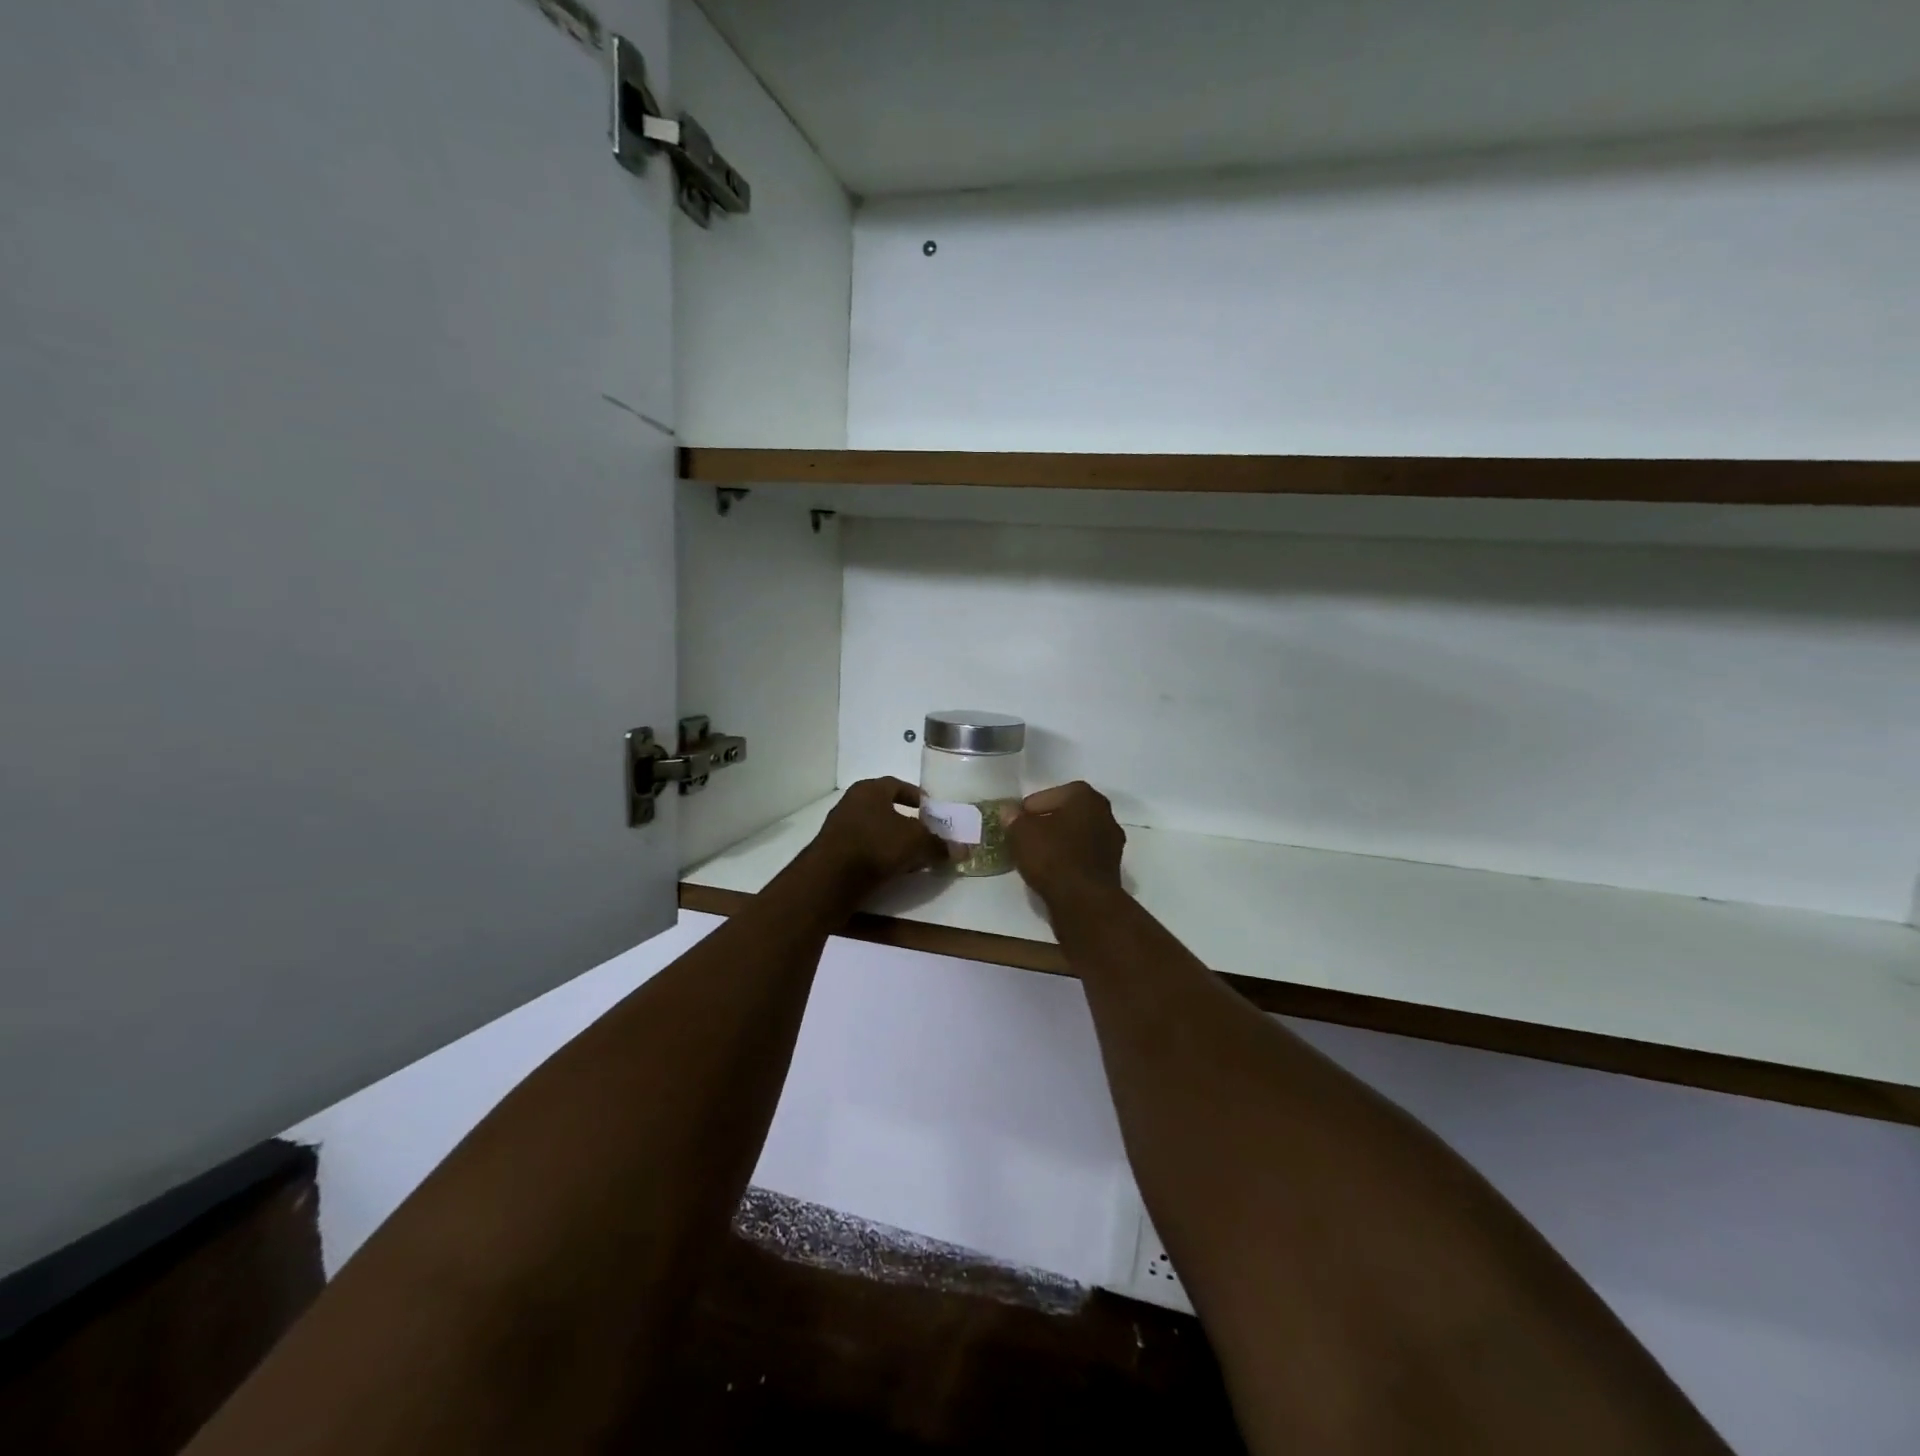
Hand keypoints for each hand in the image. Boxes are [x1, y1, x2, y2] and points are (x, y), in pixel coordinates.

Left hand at [808, 777, 944, 893]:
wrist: (830, 879)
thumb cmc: (876, 845)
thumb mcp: (916, 842)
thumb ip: (940, 845)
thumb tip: (964, 850)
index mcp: (870, 790)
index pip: (898, 785)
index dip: (917, 796)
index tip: (932, 810)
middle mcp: (852, 803)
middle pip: (886, 809)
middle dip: (908, 822)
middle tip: (926, 835)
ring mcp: (839, 828)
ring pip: (875, 830)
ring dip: (894, 842)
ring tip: (914, 858)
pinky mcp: (833, 852)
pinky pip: (864, 849)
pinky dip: (880, 856)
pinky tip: (893, 871)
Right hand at [1006, 782, 1126, 905]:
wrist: (1084, 902)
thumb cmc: (1053, 857)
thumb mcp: (1021, 833)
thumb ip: (1013, 819)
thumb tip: (1009, 812)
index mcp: (1085, 797)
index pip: (1051, 794)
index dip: (1030, 808)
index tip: (1017, 822)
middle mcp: (1105, 814)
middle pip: (1068, 814)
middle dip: (1047, 823)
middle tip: (1026, 836)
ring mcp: (1112, 842)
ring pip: (1077, 836)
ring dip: (1059, 843)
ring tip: (1037, 856)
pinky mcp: (1112, 868)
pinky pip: (1083, 857)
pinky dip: (1069, 860)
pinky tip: (1053, 872)